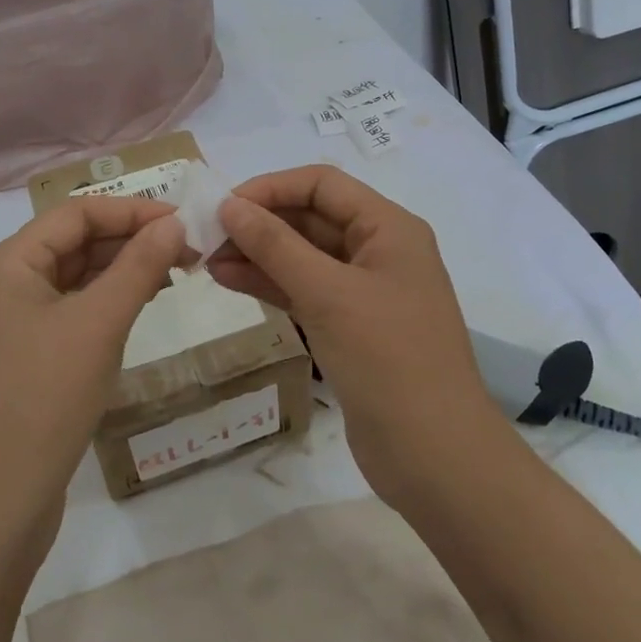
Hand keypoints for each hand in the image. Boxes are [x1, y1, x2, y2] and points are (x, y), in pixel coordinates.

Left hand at [0, 197, 187, 547]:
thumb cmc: (42, 401)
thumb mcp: (97, 326)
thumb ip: (137, 267)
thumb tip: (172, 224)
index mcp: (4, 265)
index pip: (74, 214)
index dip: (131, 211)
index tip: (183, 222)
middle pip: (70, 245)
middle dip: (129, 242)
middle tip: (188, 253)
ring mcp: (4, 329)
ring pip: (69, 282)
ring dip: (119, 274)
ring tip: (172, 277)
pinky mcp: (17, 364)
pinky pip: (65, 316)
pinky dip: (101, 307)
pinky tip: (136, 312)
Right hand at [208, 165, 506, 509]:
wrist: (435, 457)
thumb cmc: (388, 360)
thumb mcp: (327, 294)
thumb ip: (275, 245)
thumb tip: (229, 205)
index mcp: (388, 228)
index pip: (322, 184)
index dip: (271, 188)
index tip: (223, 206)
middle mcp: (378, 251)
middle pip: (310, 218)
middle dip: (259, 223)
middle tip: (206, 237)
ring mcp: (364, 292)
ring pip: (303, 256)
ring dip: (257, 254)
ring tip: (206, 262)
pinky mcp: (350, 327)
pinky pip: (304, 290)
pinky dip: (269, 284)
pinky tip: (229, 281)